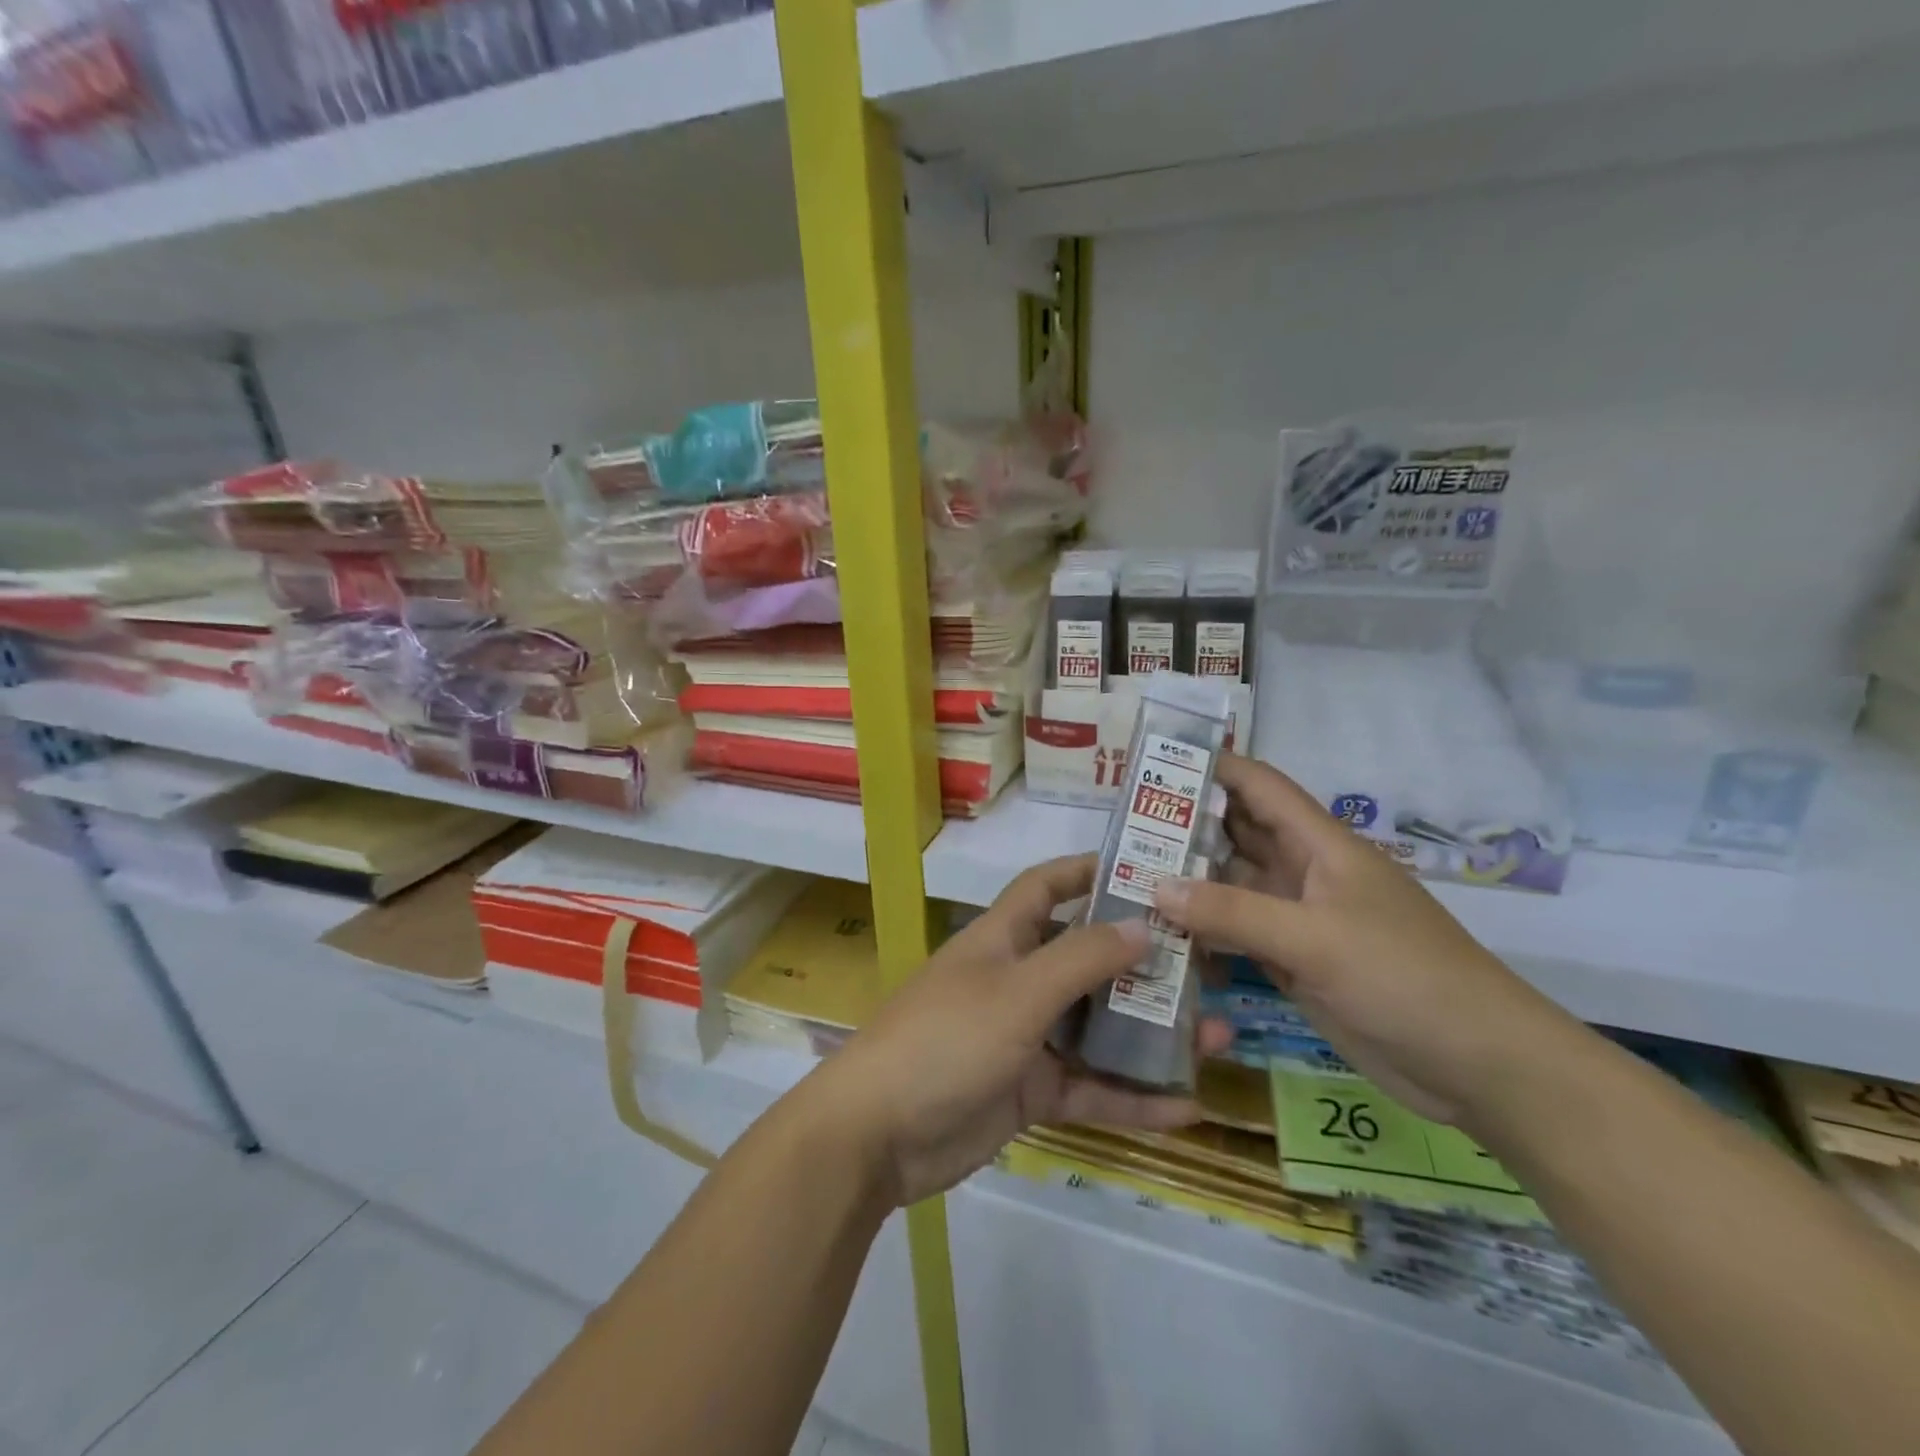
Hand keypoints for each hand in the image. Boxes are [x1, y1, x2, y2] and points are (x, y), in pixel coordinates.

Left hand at [811, 854, 1228, 1207]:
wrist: (877, 1135)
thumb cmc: (946, 1040)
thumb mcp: (1018, 992)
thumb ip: (1081, 959)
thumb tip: (1143, 925)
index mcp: (1001, 939)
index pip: (1046, 887)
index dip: (1089, 872)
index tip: (1147, 870)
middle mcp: (1015, 980)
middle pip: (1084, 959)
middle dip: (1140, 962)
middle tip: (1205, 964)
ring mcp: (1023, 1037)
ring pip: (1095, 1027)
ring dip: (1148, 1033)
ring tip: (1215, 1035)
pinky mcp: (1028, 1090)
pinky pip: (1089, 1087)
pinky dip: (1131, 1097)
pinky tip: (1187, 1107)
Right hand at [1152, 754, 1571, 1125]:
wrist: (1477, 1066)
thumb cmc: (1404, 977)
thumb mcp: (1315, 938)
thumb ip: (1233, 911)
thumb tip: (1155, 885)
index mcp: (1320, 846)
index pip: (1259, 787)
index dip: (1213, 767)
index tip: (1154, 762)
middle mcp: (1303, 873)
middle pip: (1236, 835)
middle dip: (1185, 825)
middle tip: (1122, 826)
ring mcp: (1297, 921)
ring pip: (1231, 887)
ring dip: (1187, 882)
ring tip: (1125, 876)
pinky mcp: (1293, 963)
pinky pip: (1236, 934)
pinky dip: (1202, 932)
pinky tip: (1160, 935)